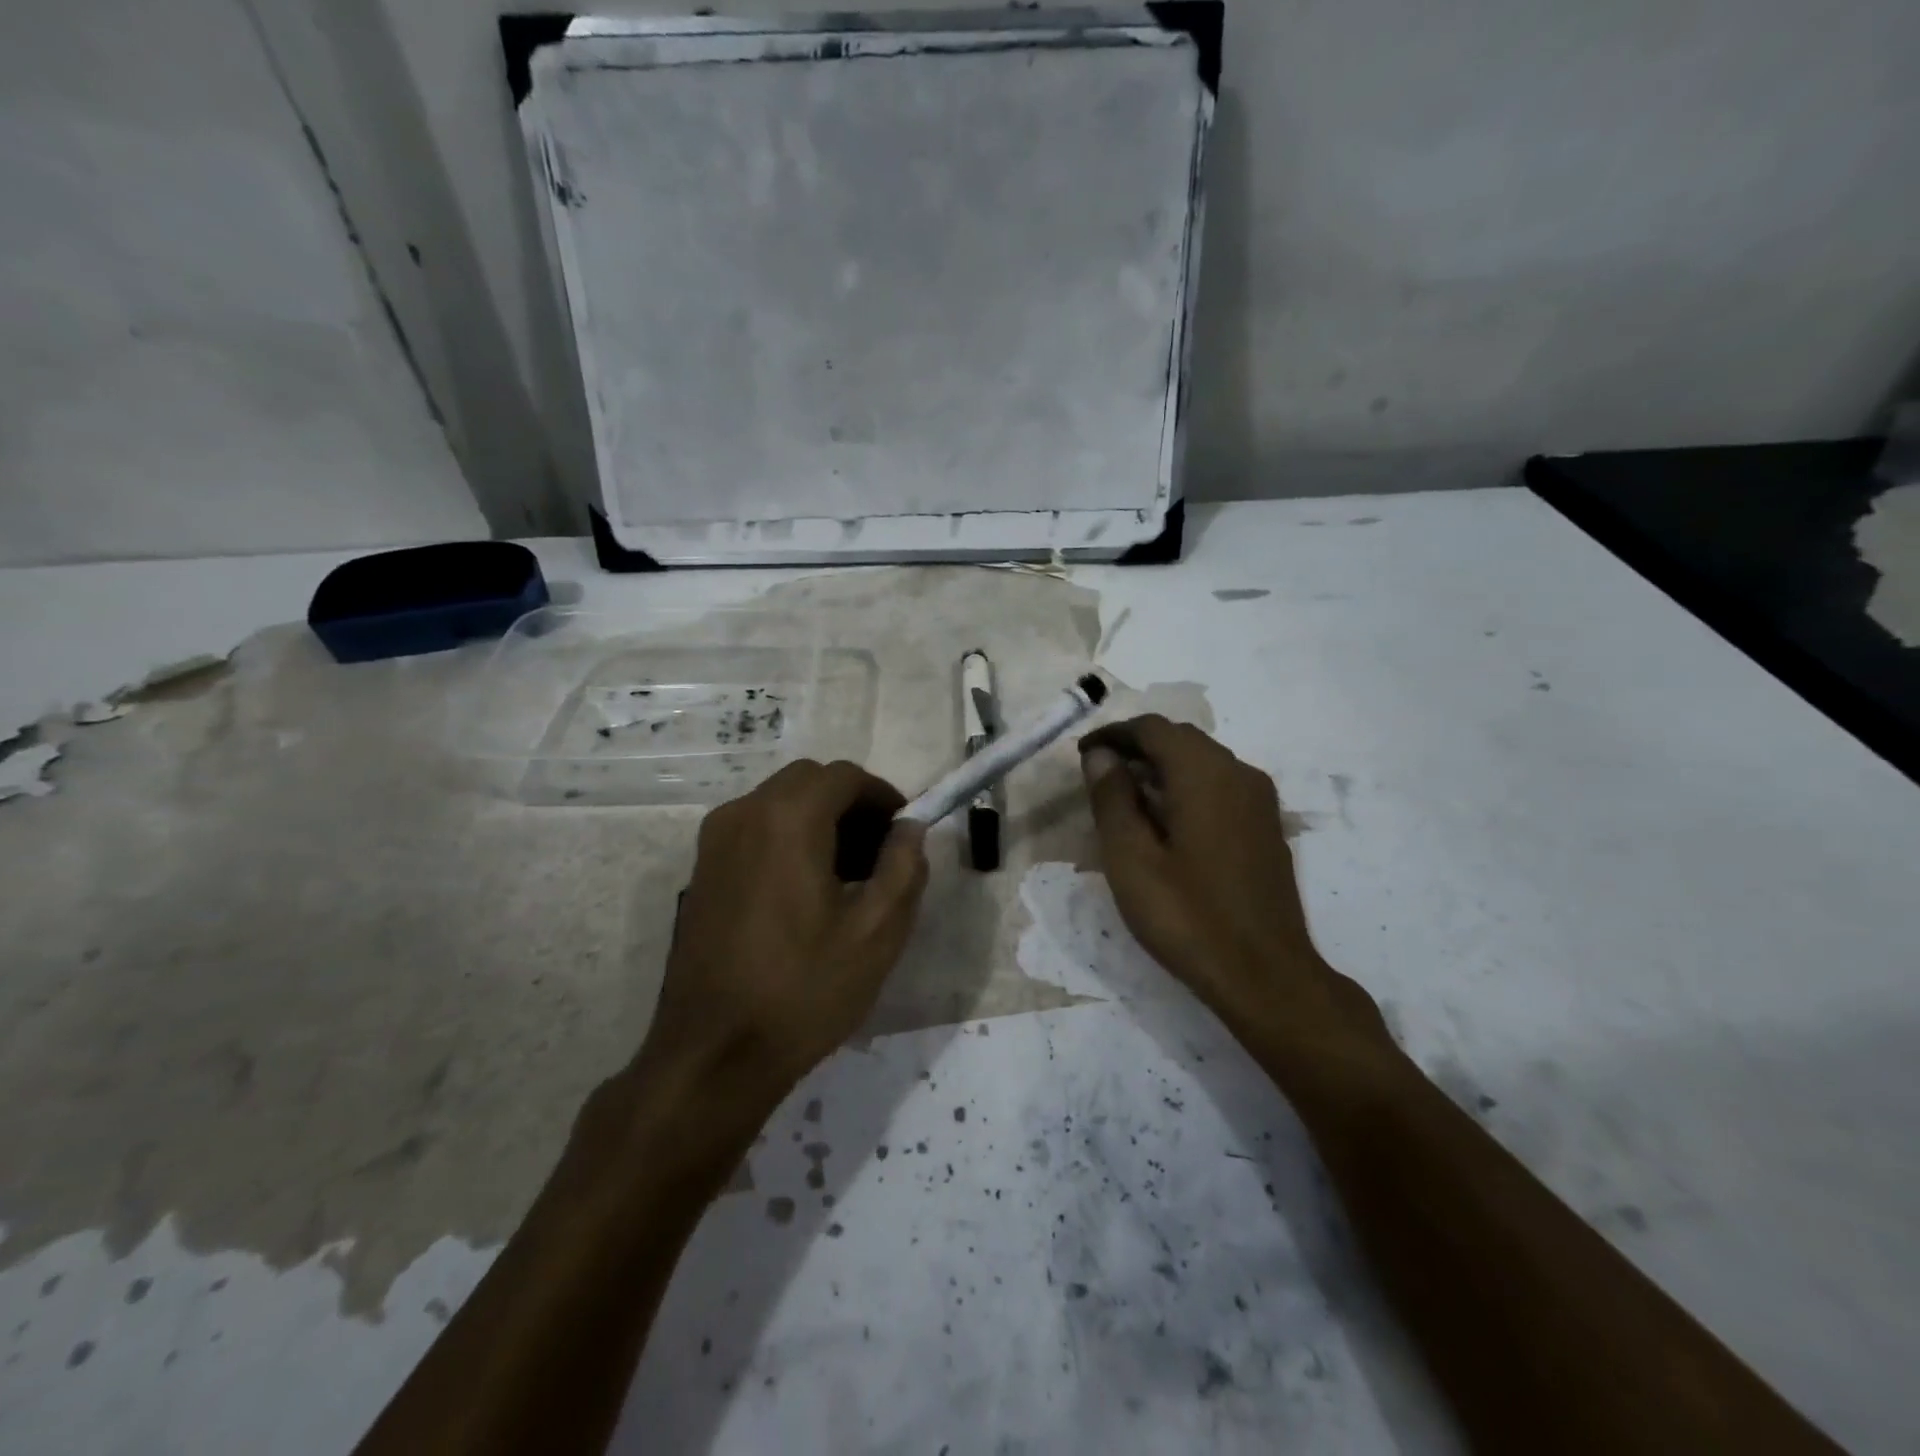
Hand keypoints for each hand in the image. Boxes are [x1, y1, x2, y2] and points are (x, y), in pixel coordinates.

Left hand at [641, 761, 929, 1104]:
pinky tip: (806, 891)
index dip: (883, 796)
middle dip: (851, 805)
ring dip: (819, 820)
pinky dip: (788, 837)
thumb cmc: (803, 989)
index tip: (904, 833)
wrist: (712, 1055)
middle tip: (880, 853)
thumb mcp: (876, 932)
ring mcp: (714, 842)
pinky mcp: (702, 870)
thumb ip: (904, 867)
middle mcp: (743, 814)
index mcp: (787, 819)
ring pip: (779, 803)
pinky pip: (755, 829)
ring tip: (848, 875)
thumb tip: (910, 829)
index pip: (844, 776)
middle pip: (809, 781)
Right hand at [1079, 717, 1386, 1059]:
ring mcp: (1260, 800)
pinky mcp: (1267, 827)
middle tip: (1099, 774)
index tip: (1082, 755)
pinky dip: (1187, 787)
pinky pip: (1221, 786)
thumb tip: (1101, 755)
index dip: (1113, 734)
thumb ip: (1112, 799)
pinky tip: (1168, 821)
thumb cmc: (1188, 917)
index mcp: (1204, 773)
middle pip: (1181, 739)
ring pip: (1203, 761)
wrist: (1266, 975)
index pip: (1153, 728)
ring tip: (1127, 797)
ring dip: (1162, 766)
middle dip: (1137, 747)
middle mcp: (1239, 773)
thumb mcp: (1131, 859)